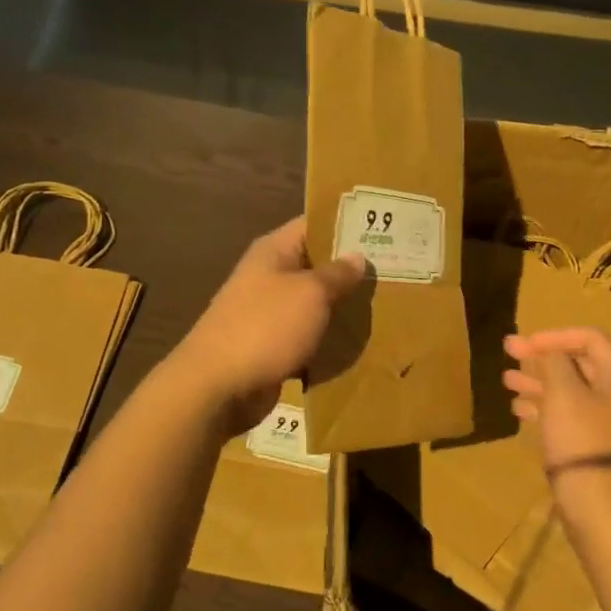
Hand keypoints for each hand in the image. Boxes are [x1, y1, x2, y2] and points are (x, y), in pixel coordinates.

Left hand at [175, 216, 367, 432]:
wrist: (216, 387)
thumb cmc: (265, 327)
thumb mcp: (310, 293)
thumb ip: (337, 274)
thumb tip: (357, 256)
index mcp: (273, 251)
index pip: (314, 224)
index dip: (347, 224)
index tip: (385, 230)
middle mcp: (269, 276)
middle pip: (316, 265)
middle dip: (351, 270)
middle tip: (394, 272)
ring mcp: (268, 313)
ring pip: (314, 304)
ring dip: (342, 308)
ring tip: (386, 306)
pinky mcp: (271, 346)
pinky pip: (307, 336)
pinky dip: (328, 340)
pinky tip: (360, 344)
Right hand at [503, 327, 610, 515]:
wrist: (596, 503)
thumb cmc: (580, 437)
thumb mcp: (563, 391)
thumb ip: (554, 361)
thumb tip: (549, 351)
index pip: (589, 337)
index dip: (554, 335)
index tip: (523, 343)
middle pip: (578, 362)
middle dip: (541, 357)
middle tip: (508, 352)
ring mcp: (607, 419)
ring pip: (569, 389)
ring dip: (537, 381)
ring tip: (507, 381)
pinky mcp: (593, 440)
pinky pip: (567, 413)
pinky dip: (543, 406)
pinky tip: (518, 409)